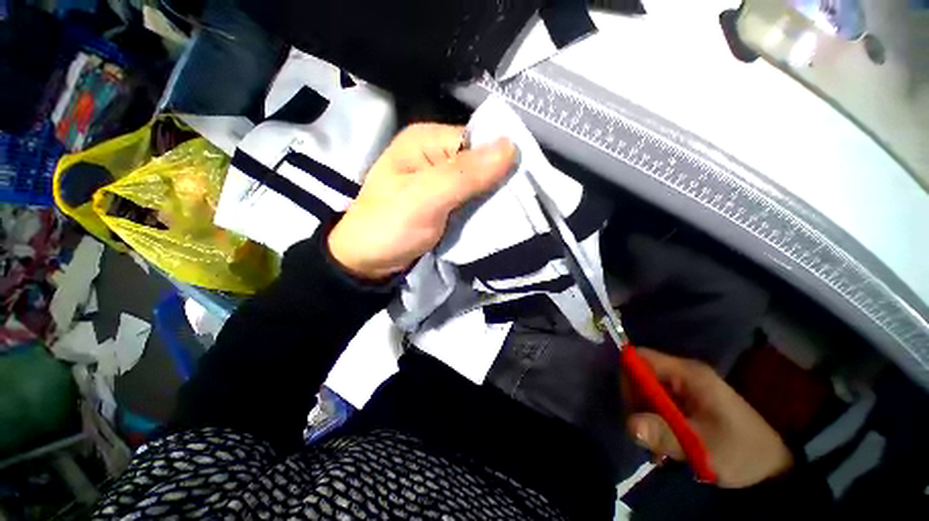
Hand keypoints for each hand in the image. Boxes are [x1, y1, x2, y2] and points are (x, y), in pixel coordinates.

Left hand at [328, 124, 515, 279]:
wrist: (368, 261)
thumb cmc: (390, 225)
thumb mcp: (425, 198)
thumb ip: (465, 174)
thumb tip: (511, 146)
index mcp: (428, 141)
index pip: (478, 140)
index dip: (503, 158)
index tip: (526, 182)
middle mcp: (437, 154)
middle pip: (481, 162)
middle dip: (501, 181)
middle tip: (524, 202)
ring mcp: (442, 181)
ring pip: (480, 183)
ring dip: (495, 197)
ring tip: (517, 211)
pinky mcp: (446, 203)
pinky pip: (473, 200)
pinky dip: (485, 209)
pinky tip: (498, 217)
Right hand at [626, 349, 793, 487]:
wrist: (774, 467)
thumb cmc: (741, 452)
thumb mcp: (702, 448)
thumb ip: (664, 435)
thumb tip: (629, 424)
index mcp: (688, 373)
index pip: (640, 357)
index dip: (628, 376)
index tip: (631, 407)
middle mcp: (684, 373)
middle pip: (640, 375)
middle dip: (636, 402)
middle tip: (646, 433)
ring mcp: (686, 387)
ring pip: (648, 391)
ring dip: (646, 416)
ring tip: (658, 444)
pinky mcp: (688, 400)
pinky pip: (659, 402)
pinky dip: (656, 421)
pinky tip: (665, 443)